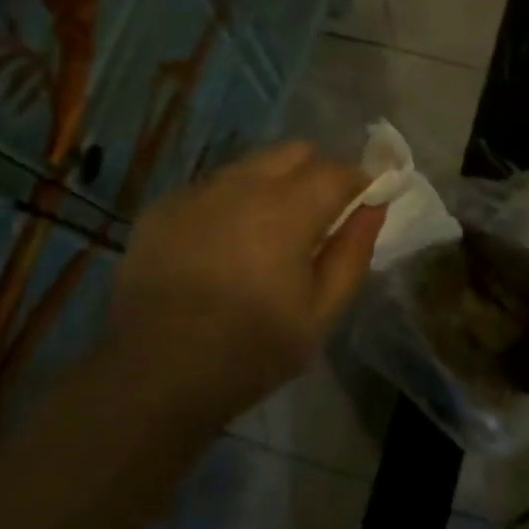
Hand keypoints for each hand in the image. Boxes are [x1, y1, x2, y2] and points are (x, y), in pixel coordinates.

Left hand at [107, 142, 385, 426]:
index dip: (358, 183)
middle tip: (315, 221)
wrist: (153, 376)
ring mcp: (197, 191)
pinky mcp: (164, 205)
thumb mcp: (320, 314)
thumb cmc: (250, 351)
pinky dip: (231, 201)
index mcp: (286, 210)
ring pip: (252, 164)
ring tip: (264, 235)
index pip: (337, 170)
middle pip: (294, 152)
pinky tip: (220, 246)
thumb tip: (374, 205)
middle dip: (316, 174)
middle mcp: (241, 185)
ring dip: (272, 185)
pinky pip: (213, 185)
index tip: (361, 205)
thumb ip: (353, 252)